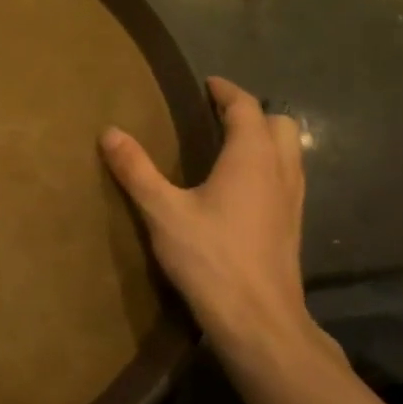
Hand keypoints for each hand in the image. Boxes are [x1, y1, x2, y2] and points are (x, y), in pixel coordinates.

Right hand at [100, 76, 307, 356]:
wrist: (258, 319)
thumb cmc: (210, 258)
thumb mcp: (162, 211)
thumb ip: (136, 170)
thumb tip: (110, 132)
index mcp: (251, 158)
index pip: (246, 108)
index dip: (227, 91)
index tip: (207, 84)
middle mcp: (279, 171)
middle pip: (279, 124)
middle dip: (252, 113)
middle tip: (216, 117)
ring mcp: (293, 200)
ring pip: (289, 152)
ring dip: (264, 140)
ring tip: (227, 147)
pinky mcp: (292, 225)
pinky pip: (287, 177)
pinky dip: (268, 166)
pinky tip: (240, 189)